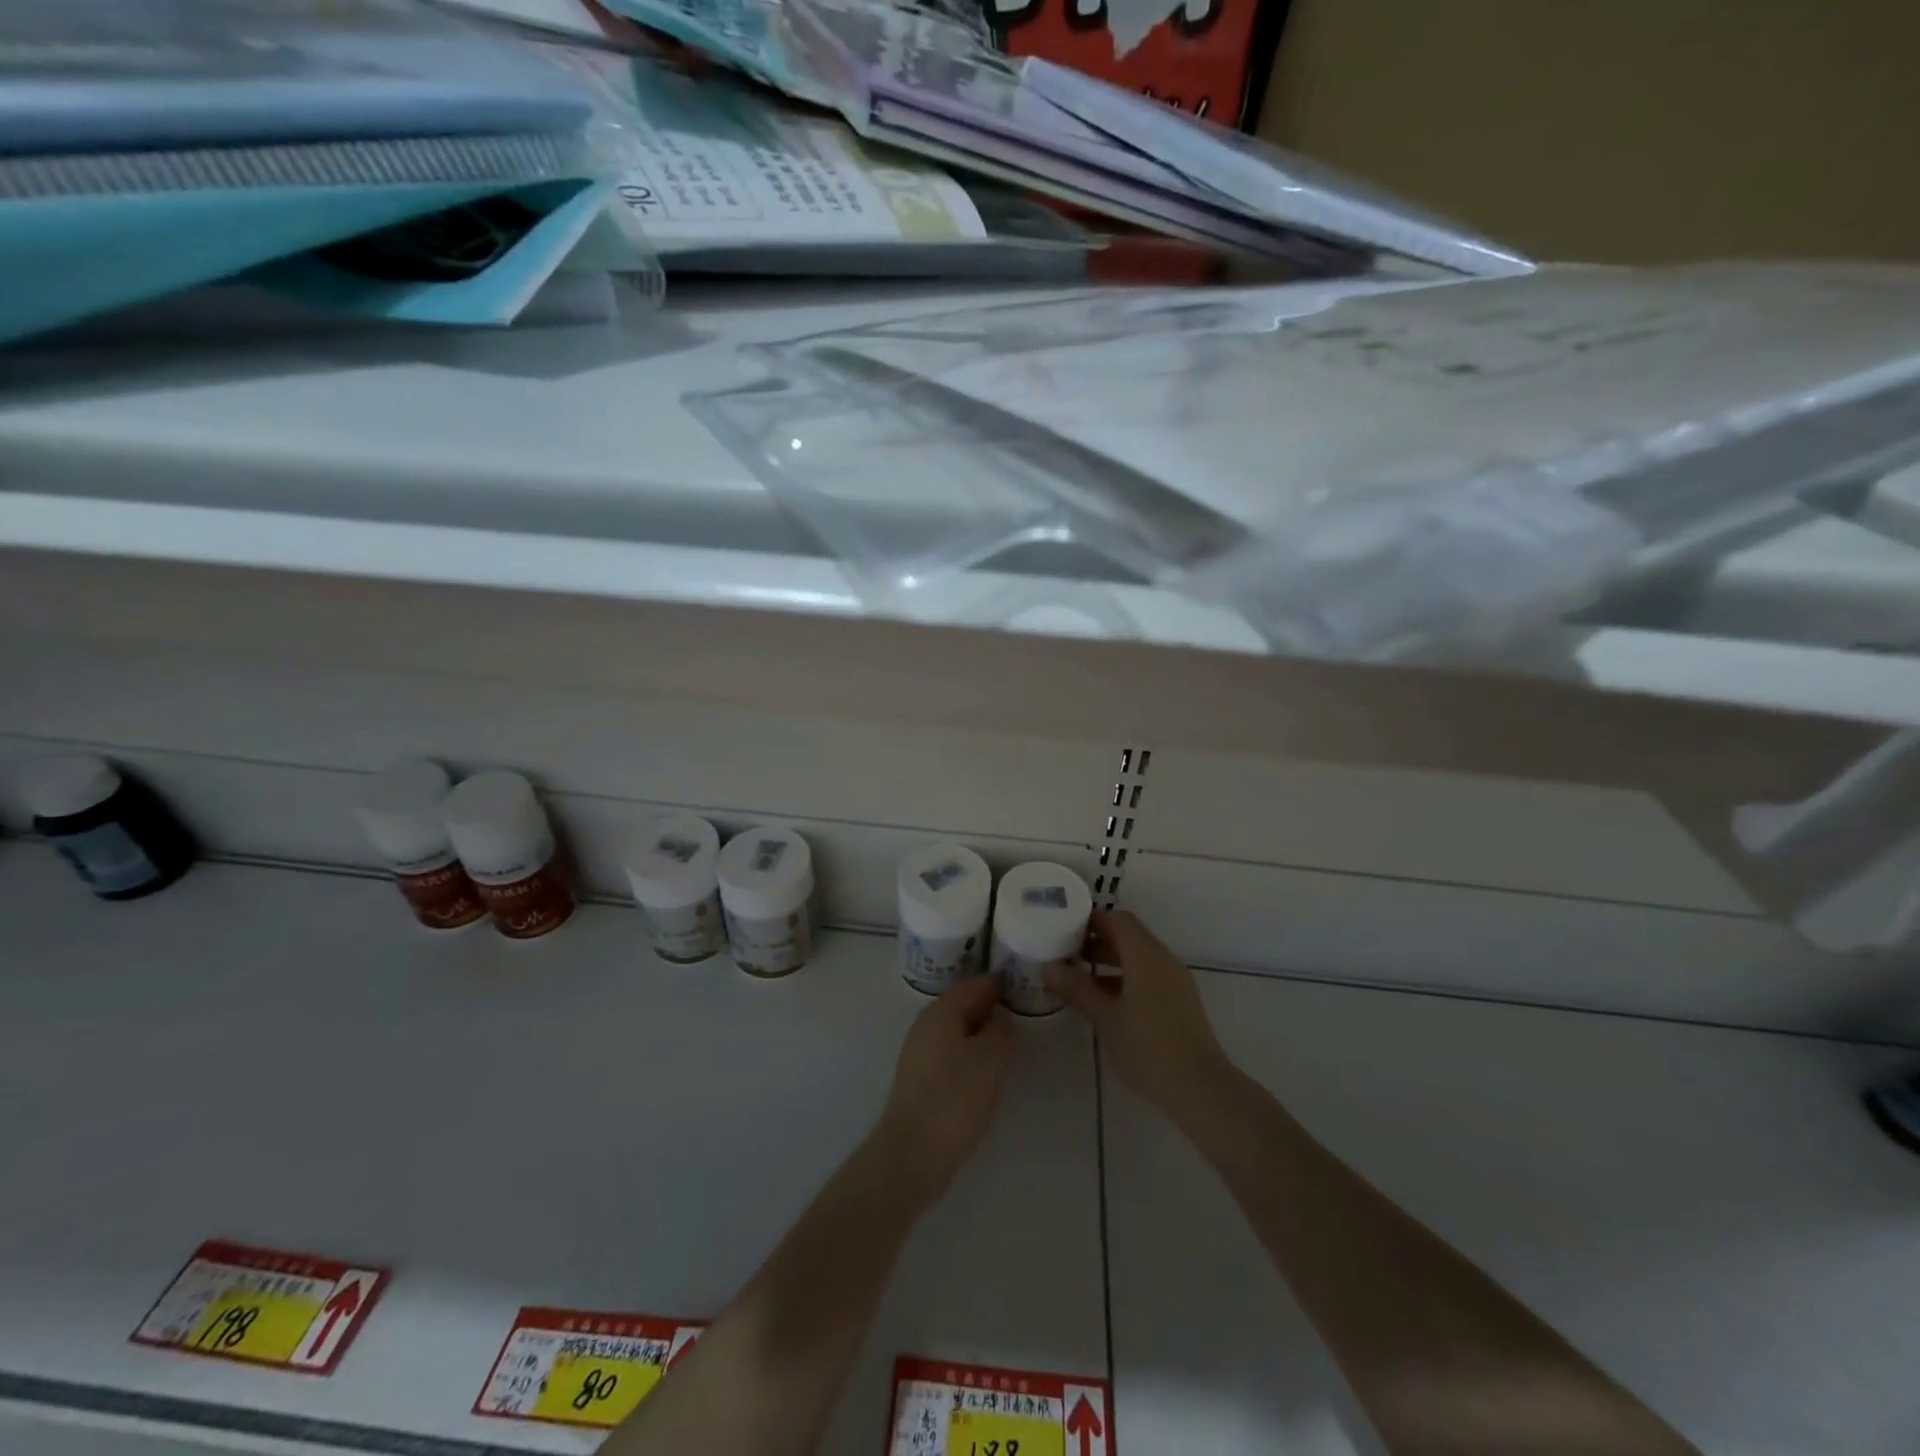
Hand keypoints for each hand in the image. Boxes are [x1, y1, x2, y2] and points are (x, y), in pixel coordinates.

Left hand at [875, 977, 1013, 1205]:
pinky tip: (984, 1073)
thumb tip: (999, 1016)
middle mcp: (925, 1025)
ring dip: (978, 1033)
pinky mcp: (918, 1080)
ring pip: (954, 1031)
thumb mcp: (992, 1058)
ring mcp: (918, 1053)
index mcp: (941, 1011)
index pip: (972, 984)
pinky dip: (968, 1053)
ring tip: (1006, 1046)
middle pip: (960, 1005)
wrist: (913, 1152)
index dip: (996, 984)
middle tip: (1018, 1016)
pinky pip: (948, 1053)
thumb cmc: (956, 1097)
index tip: (1020, 986)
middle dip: (988, 1007)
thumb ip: (1001, 1029)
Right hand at [1046, 910, 1232, 1125]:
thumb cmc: (1147, 1045)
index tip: (1064, 930)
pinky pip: (1149, 976)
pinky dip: (1126, 978)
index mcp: (1145, 954)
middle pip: (1128, 936)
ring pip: (1139, 958)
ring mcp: (1175, 980)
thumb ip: (1077, 988)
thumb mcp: (1104, 1017)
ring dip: (1110, 962)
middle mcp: (1163, 959)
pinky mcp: (1180, 1001)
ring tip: (1079, 980)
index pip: (1117, 919)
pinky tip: (1106, 1003)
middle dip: (1097, 941)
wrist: (1200, 1087)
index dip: (1091, 921)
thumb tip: (1049, 967)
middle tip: (1066, 954)